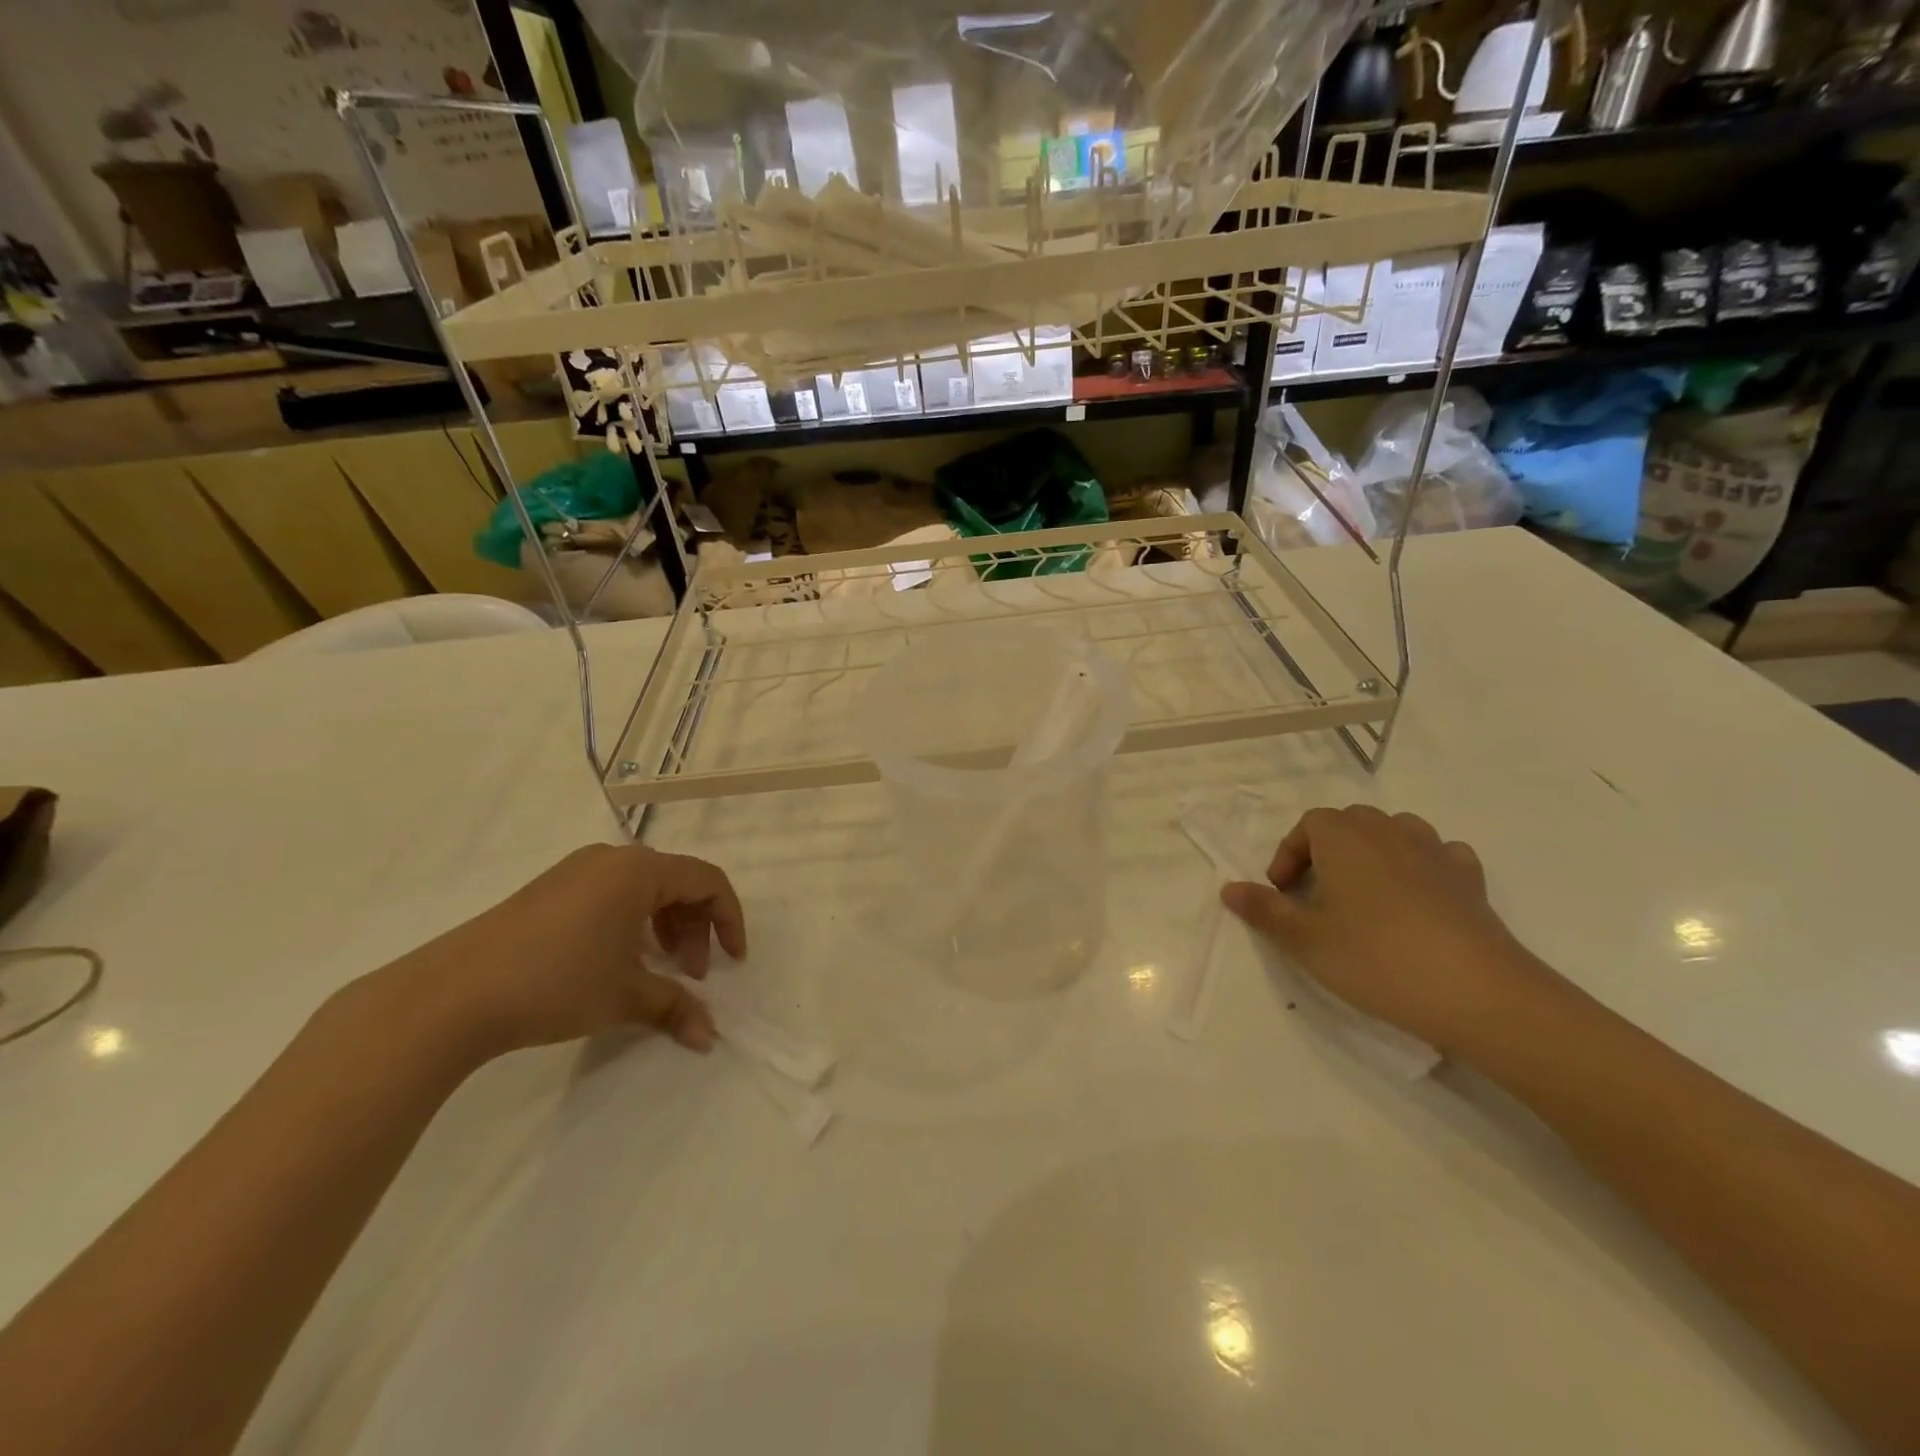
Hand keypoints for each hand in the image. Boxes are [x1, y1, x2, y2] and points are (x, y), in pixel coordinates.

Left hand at [394, 843, 746, 1061]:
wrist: (450, 994)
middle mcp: (612, 859)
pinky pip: (612, 894)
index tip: (733, 962)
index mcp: (639, 870)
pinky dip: (632, 923)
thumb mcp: (624, 996)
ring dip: (664, 927)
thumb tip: (710, 1037)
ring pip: (644, 889)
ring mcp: (576, 871)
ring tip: (658, 970)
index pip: (707, 881)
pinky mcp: (550, 890)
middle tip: (691, 974)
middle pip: (677, 882)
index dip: (729, 919)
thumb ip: (675, 1007)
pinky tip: (618, 961)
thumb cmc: (555, 982)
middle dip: (694, 928)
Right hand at [1221, 805, 1559, 1054]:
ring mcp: (1435, 853)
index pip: (1309, 823)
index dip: (1289, 853)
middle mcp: (1389, 833)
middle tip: (1317, 892)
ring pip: (1397, 830)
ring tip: (1365, 891)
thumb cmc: (1376, 959)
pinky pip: (1440, 855)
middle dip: (1328, 848)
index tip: (1282, 891)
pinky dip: (1422, 865)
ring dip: (1374, 851)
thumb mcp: (1305, 941)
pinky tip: (1418, 897)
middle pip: (1351, 820)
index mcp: (1344, 839)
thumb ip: (1264, 910)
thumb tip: (1228, 888)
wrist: (1478, 993)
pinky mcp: (1471, 880)